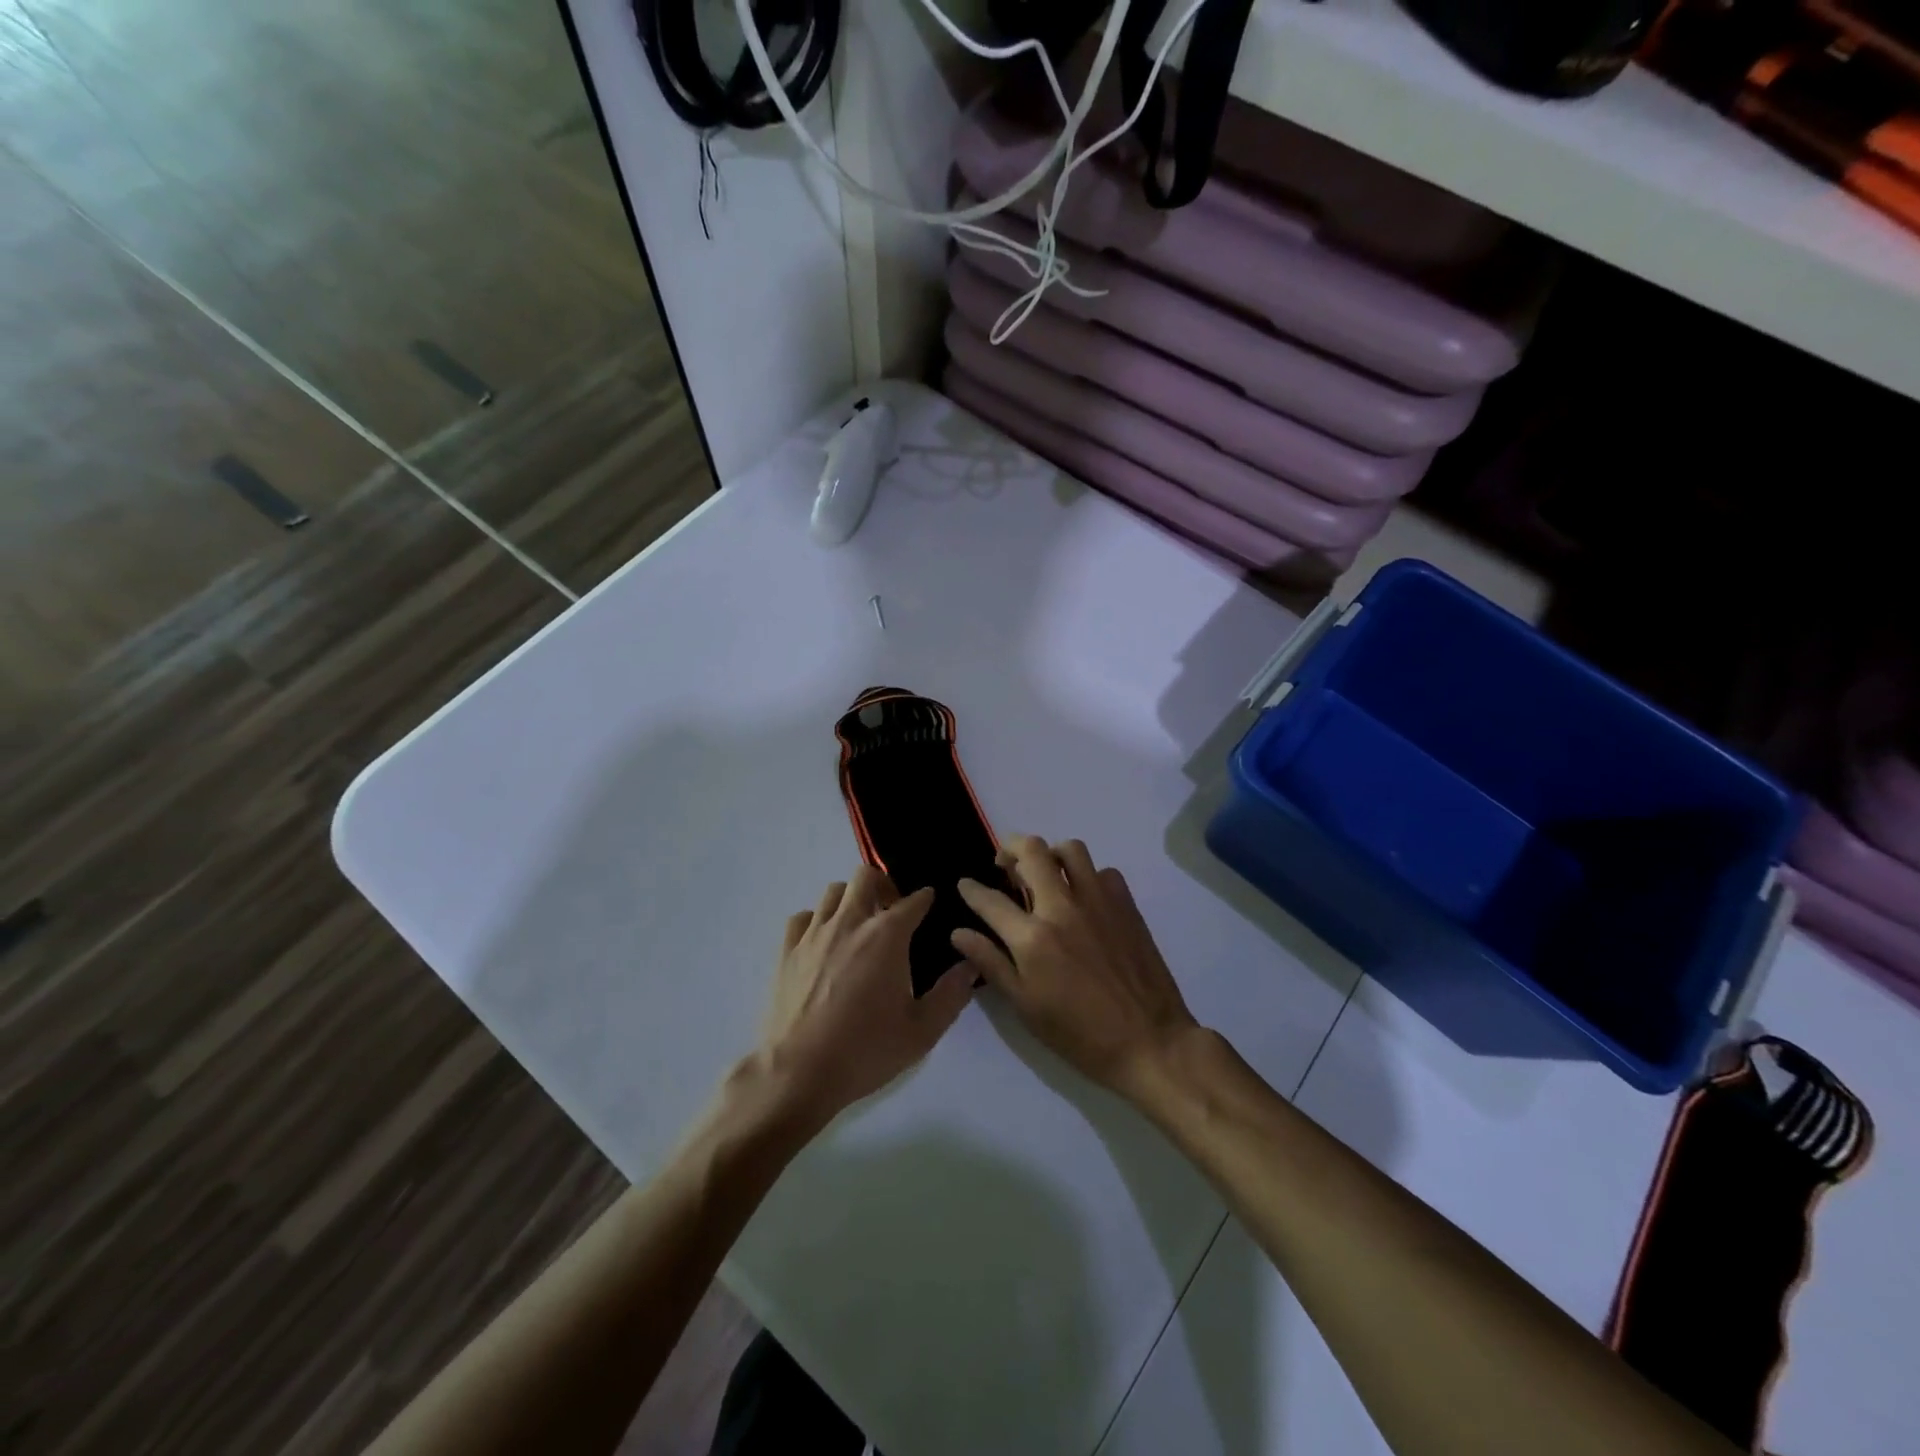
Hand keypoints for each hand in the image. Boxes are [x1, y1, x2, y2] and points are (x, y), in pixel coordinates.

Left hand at [756, 865, 975, 1126]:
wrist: (799, 1072)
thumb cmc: (866, 1050)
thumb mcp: (922, 1031)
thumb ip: (951, 994)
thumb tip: (971, 964)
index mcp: (887, 936)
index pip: (914, 900)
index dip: (926, 899)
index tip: (930, 904)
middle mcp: (850, 922)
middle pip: (866, 876)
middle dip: (884, 885)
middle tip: (892, 911)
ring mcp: (814, 933)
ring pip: (833, 891)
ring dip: (851, 899)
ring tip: (859, 924)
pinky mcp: (787, 950)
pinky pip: (803, 917)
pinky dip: (817, 920)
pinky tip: (823, 942)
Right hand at [952, 836, 1200, 1101]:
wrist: (1149, 1042)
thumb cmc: (1079, 1034)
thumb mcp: (1025, 1006)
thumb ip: (991, 963)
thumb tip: (959, 933)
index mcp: (1033, 937)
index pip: (990, 900)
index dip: (971, 889)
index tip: (965, 884)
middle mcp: (1063, 907)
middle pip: (1032, 851)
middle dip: (1010, 848)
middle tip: (1005, 864)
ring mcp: (1098, 901)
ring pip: (1071, 849)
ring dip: (1051, 854)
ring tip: (1045, 872)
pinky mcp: (1126, 905)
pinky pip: (1103, 871)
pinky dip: (1088, 876)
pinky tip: (1083, 898)